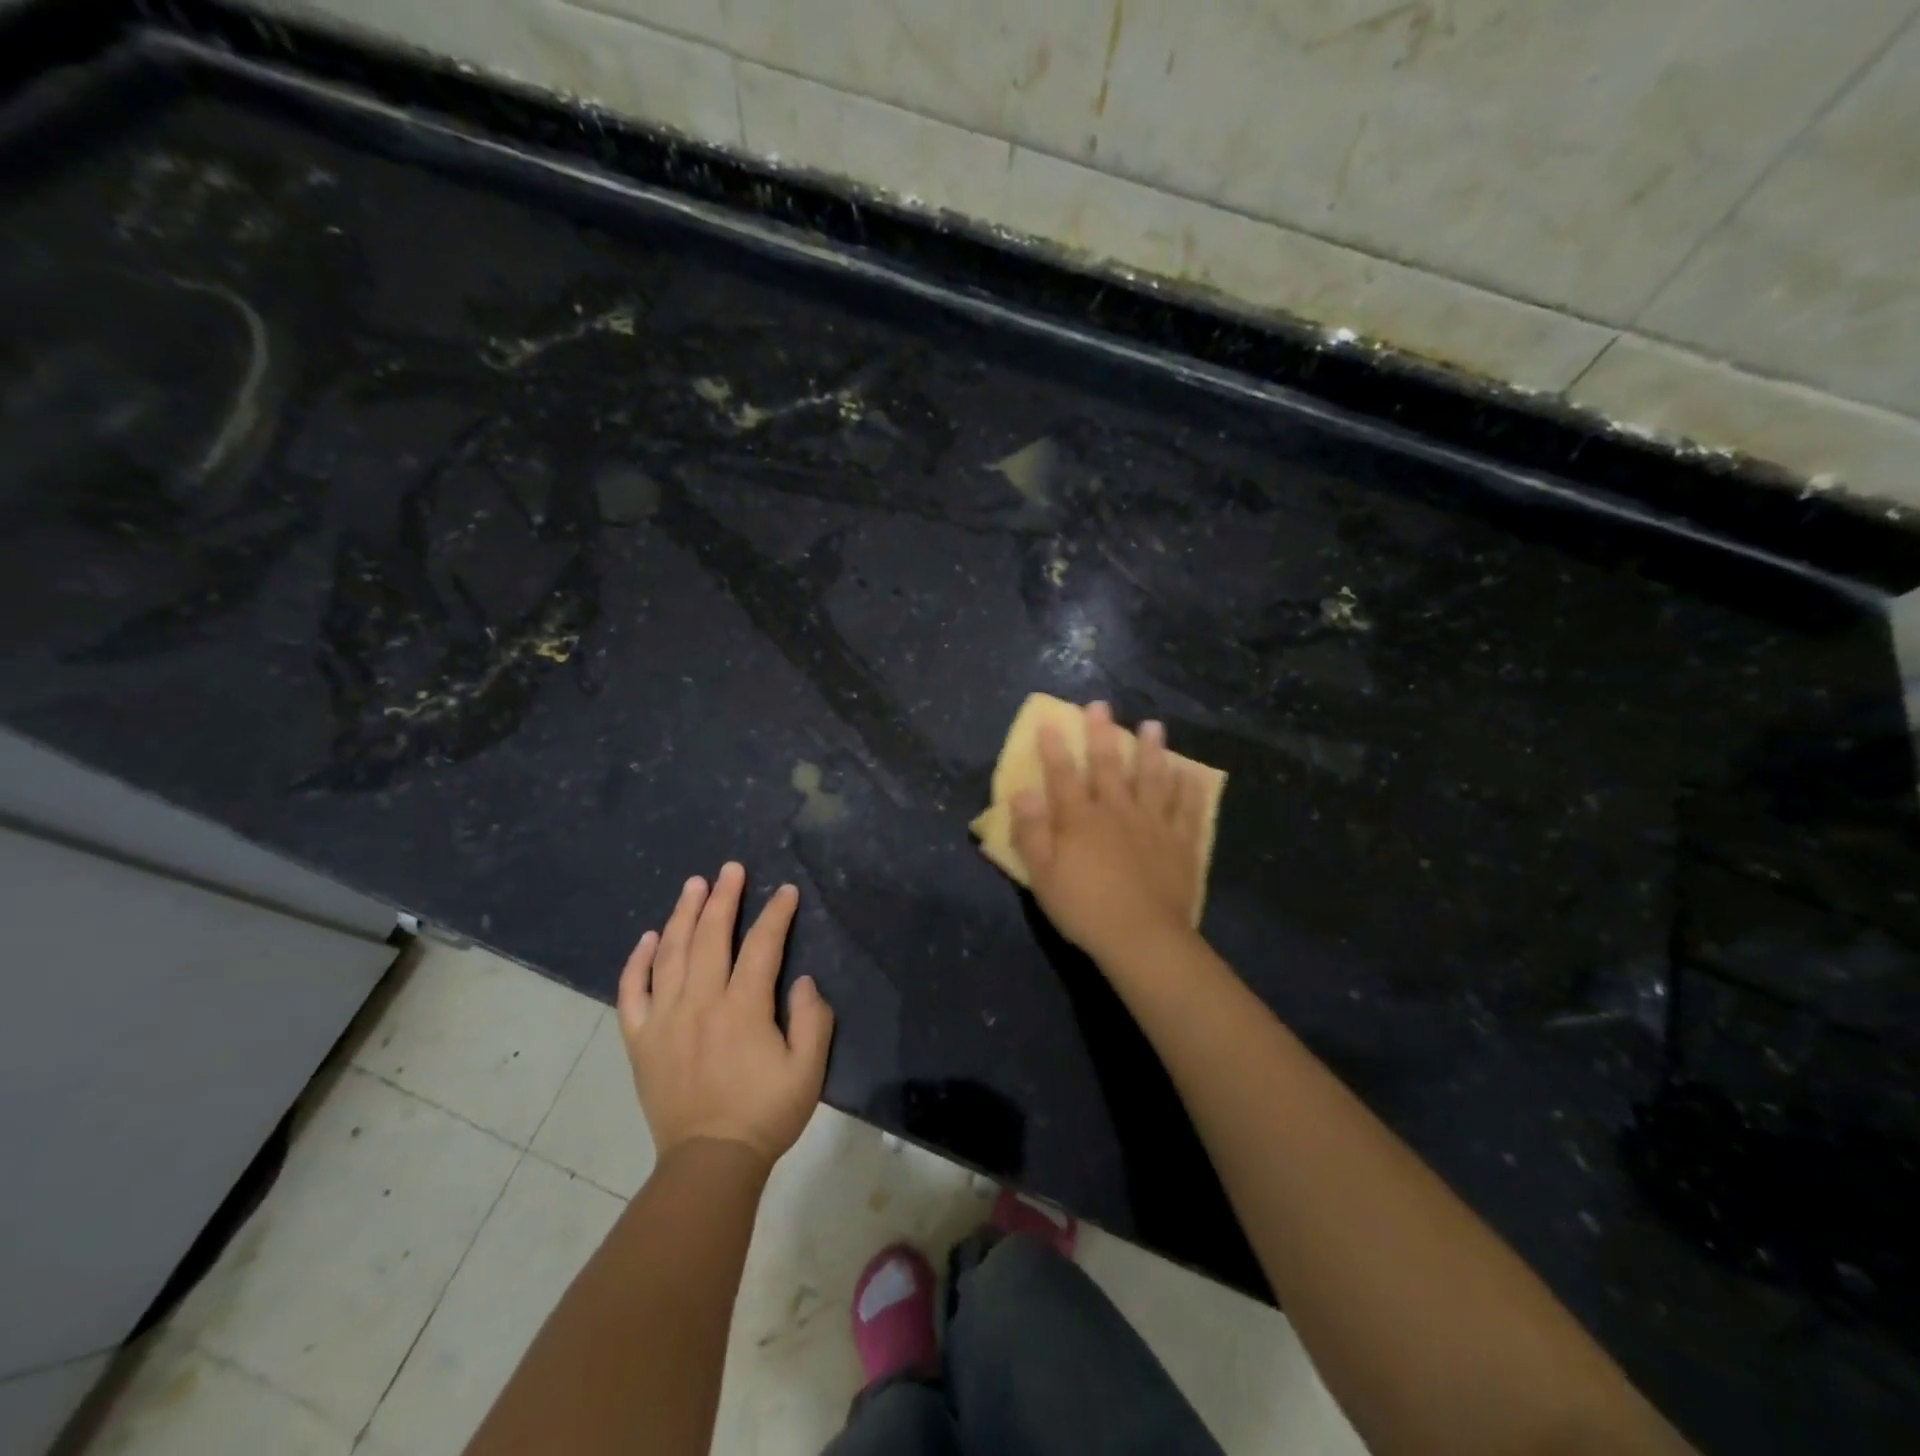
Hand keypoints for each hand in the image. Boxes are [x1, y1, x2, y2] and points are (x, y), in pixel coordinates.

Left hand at [617, 863, 833, 1166]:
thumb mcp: (808, 1071)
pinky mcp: (640, 1039)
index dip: (776, 914)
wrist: (709, 1162)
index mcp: (743, 1008)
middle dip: (724, 897)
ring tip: (693, 885)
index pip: (762, 945)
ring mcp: (664, 1019)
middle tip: (730, 869)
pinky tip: (649, 937)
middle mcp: (700, 1002)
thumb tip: (802, 981)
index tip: (786, 892)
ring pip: (671, 953)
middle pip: (711, 936)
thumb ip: (813, 1020)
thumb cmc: (765, 1114)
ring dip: (683, 914)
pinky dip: (637, 961)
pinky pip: (631, 992)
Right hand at [1011, 701, 1209, 964]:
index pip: (1063, 775)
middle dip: (1102, 734)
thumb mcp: (1042, 874)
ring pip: (1152, 779)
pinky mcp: (1180, 843)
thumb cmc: (1084, 908)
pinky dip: (1189, 790)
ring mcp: (1153, 825)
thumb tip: (1023, 791)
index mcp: (1080, 819)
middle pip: (1108, 766)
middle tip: (1101, 706)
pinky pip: (1186, 810)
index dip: (1054, 747)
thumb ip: (1031, 831)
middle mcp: (1117, 811)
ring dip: (1152, 750)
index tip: (1051, 720)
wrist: (1142, 937)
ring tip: (1153, 726)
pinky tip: (1191, 774)